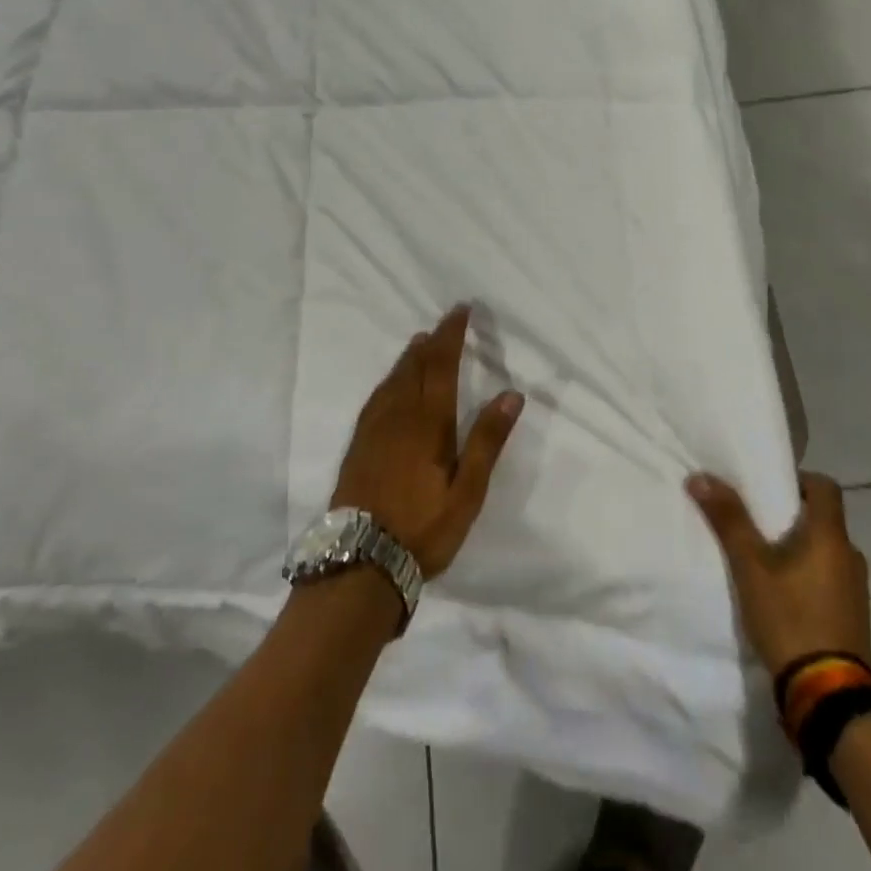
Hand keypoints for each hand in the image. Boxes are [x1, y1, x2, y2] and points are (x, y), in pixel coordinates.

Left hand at [331, 306, 522, 578]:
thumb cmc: (424, 527)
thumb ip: (488, 440)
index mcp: (429, 422)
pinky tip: (389, 385)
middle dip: (431, 341)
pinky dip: (389, 380)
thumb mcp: (467, 491)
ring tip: (419, 342)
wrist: (360, 559)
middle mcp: (399, 415)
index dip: (452, 335)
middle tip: (443, 322)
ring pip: (393, 380)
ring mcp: (374, 429)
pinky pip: (376, 397)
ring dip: (409, 357)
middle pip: (416, 366)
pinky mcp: (358, 444)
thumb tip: (512, 393)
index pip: (442, 365)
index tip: (461, 311)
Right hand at [687, 469, 870, 676]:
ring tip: (764, 560)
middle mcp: (851, 556)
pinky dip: (809, 576)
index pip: (824, 486)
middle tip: (756, 523)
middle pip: (823, 519)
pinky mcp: (854, 618)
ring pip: (826, 551)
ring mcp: (857, 590)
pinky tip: (783, 595)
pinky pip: (830, 580)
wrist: (828, 697)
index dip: (798, 480)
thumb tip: (701, 476)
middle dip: (791, 516)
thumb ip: (728, 519)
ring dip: (800, 548)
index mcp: (831, 536)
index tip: (768, 488)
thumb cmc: (790, 618)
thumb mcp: (750, 566)